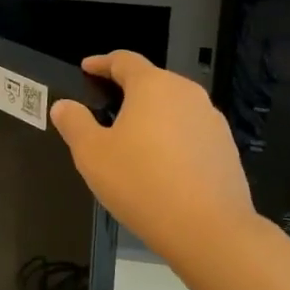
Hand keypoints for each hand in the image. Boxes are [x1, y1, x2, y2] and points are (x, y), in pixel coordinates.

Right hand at [50, 50, 261, 262]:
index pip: (124, 60)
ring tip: (133, 139)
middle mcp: (187, 93)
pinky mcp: (226, 147)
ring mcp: (211, 120)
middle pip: (152, 81)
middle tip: (106, 107)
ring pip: (174, 107)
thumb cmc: (142, 182)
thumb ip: (74, 124)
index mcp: (153, 85)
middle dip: (128, 90)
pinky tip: (162, 165)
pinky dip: (172, 139)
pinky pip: (191, 132)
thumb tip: (63, 106)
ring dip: (152, 116)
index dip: (102, 62)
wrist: (209, 229)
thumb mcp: (92, 154)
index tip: (87, 68)